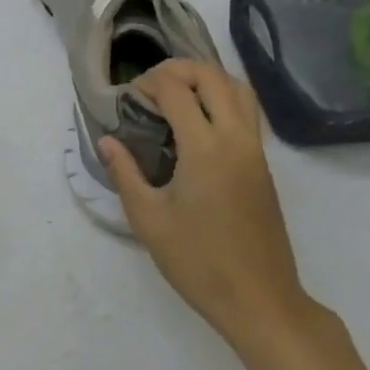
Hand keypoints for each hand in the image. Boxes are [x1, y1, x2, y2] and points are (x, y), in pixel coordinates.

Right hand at [98, 60, 300, 341]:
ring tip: (176, 94)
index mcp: (205, 149)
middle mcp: (236, 139)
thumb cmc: (198, 262)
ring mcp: (255, 151)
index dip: (149, 83)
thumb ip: (125, 173)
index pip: (177, 90)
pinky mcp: (263, 166)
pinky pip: (247, 112)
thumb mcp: (149, 220)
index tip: (129, 98)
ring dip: (206, 79)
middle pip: (213, 77)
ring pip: (239, 89)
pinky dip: (222, 98)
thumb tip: (107, 140)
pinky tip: (198, 122)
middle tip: (150, 85)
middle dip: (179, 69)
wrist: (260, 300)